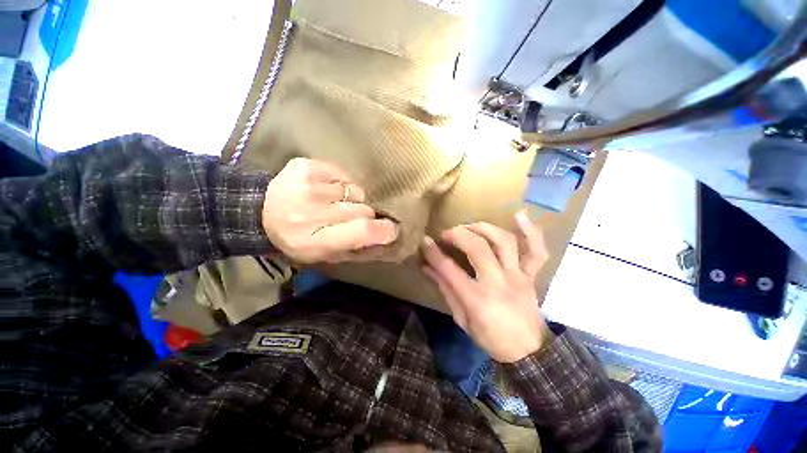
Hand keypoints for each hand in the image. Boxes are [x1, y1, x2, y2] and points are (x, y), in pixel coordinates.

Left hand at [263, 158, 397, 262]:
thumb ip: (356, 247)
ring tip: (334, 204)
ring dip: (352, 200)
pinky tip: (326, 191)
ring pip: (355, 191)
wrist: (261, 213)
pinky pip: (343, 176)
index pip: (362, 231)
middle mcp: (310, 212)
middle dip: (363, 215)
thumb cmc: (299, 240)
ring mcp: (306, 186)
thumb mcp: (325, 255)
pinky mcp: (305, 166)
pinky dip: (341, 185)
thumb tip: (387, 236)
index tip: (392, 229)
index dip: (383, 230)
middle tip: (349, 219)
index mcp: (315, 241)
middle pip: (362, 209)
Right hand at [420, 211, 551, 362]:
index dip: (434, 252)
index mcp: (477, 299)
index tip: (425, 241)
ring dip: (484, 228)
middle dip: (458, 235)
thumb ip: (445, 289)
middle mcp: (498, 283)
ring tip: (470, 226)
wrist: (528, 351)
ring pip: (504, 242)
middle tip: (446, 234)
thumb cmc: (490, 338)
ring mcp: (518, 276)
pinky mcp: (531, 275)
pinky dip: (530, 231)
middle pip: (477, 248)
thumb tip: (428, 267)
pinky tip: (519, 215)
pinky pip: (536, 250)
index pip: (449, 269)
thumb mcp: (461, 318)